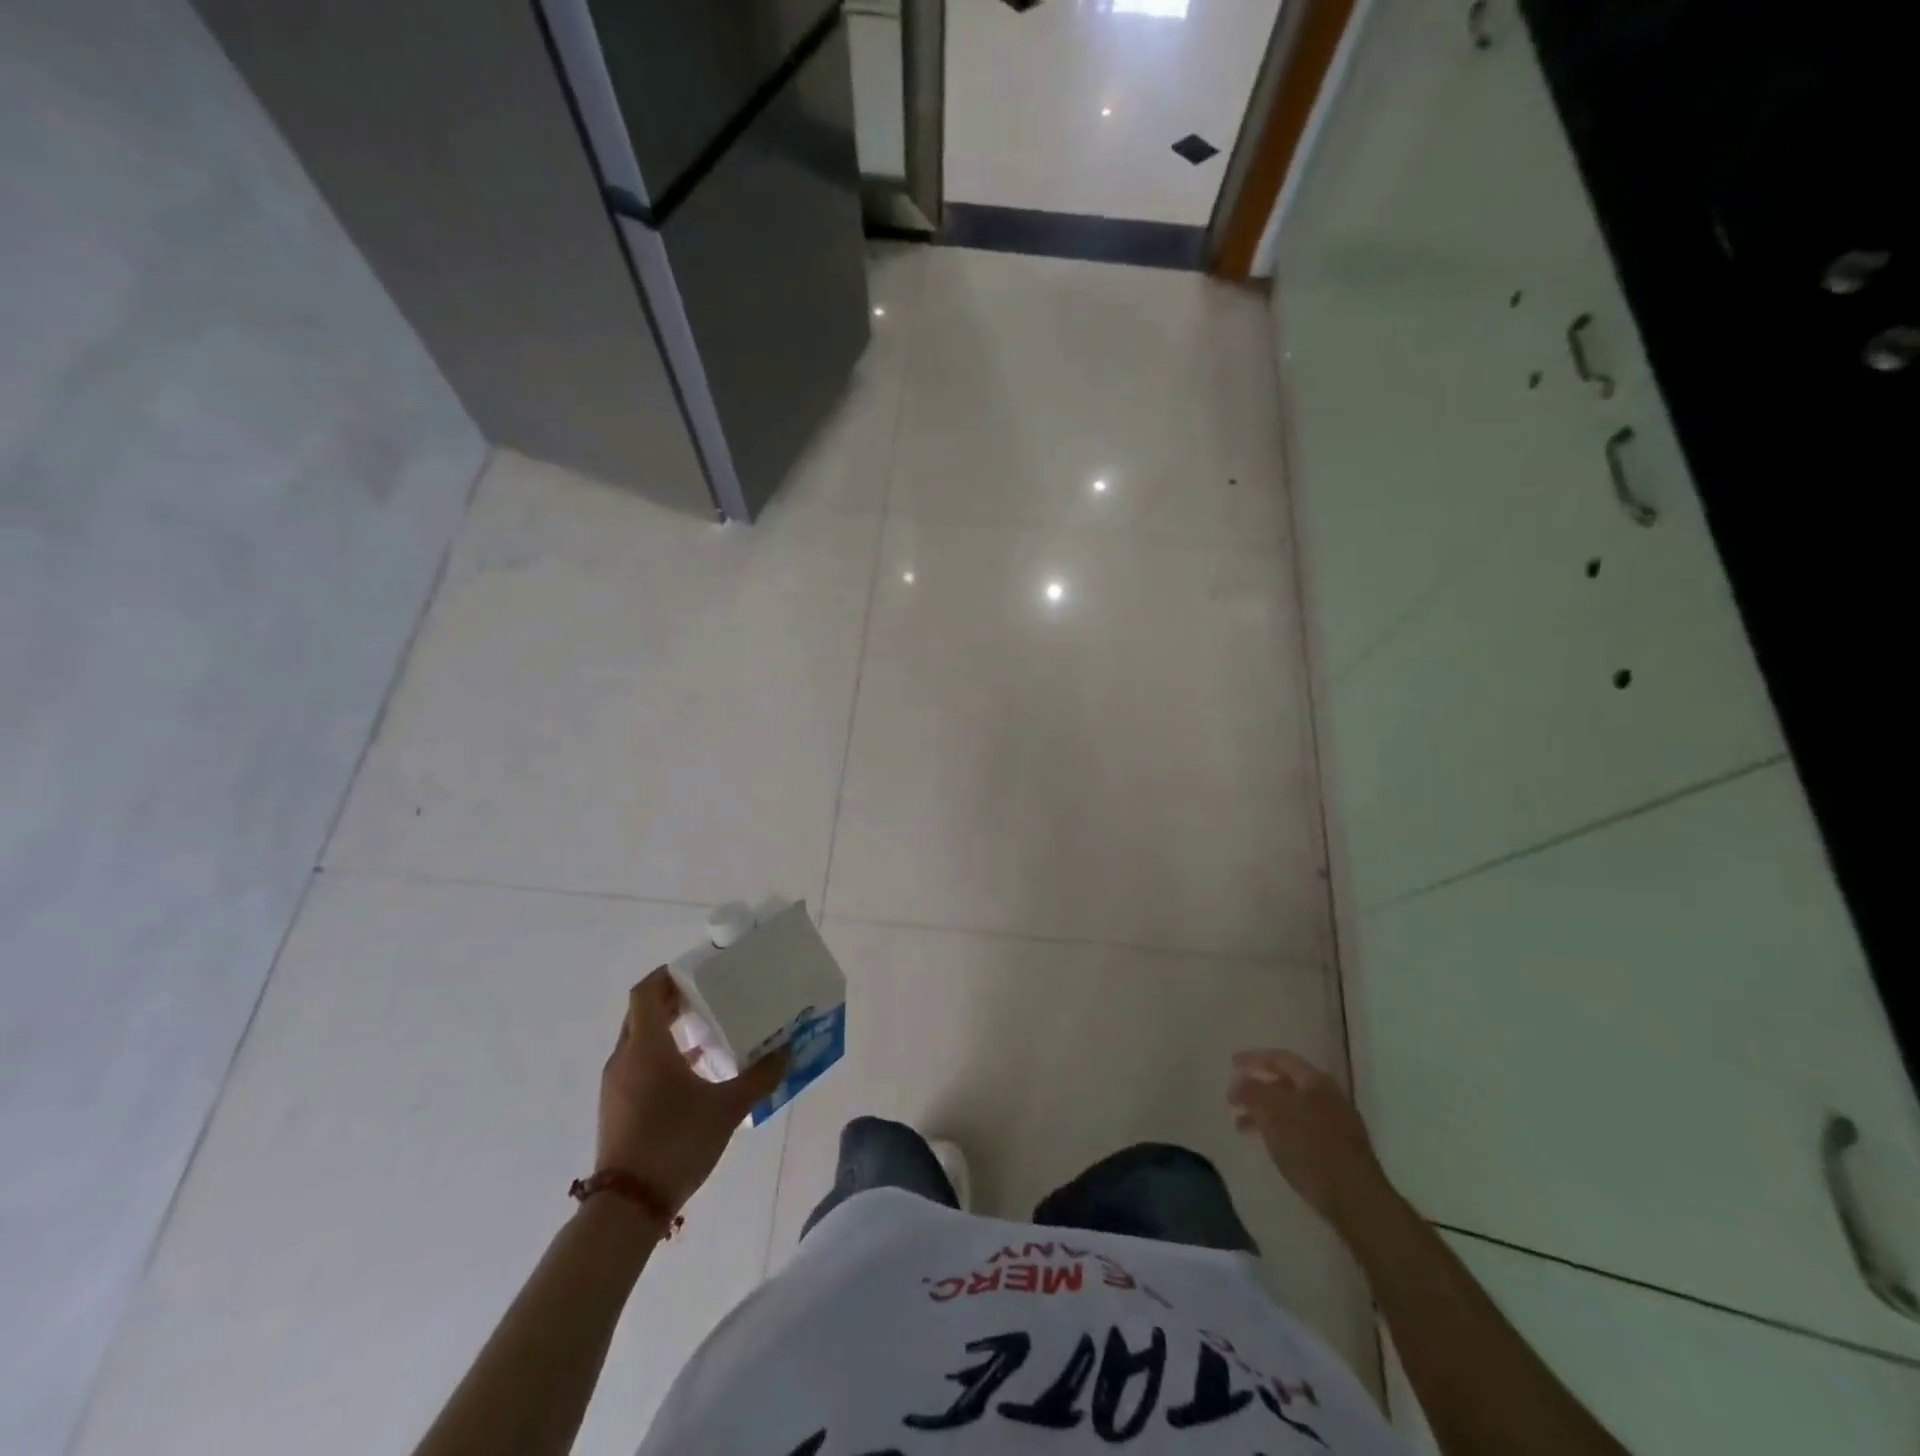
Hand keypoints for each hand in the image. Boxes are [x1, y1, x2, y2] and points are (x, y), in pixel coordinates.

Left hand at [597, 968, 788, 1213]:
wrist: (628, 1206)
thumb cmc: (676, 1142)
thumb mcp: (728, 1108)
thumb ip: (761, 1076)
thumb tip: (788, 1051)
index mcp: (647, 1046)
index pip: (646, 992)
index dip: (667, 974)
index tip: (696, 969)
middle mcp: (625, 1058)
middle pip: (642, 1013)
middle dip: (671, 1000)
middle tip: (707, 994)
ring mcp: (616, 1085)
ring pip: (639, 1040)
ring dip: (667, 1029)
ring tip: (706, 1030)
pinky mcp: (616, 1108)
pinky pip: (637, 1065)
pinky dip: (660, 1055)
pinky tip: (692, 1072)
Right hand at [1228, 1048, 1395, 1233]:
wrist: (1357, 1200)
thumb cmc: (1311, 1148)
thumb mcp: (1273, 1113)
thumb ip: (1252, 1091)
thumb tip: (1240, 1082)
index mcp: (1315, 1081)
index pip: (1280, 1058)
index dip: (1253, 1058)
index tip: (1231, 1063)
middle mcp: (1329, 1096)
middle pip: (1286, 1083)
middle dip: (1257, 1088)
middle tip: (1235, 1098)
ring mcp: (1337, 1124)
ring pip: (1292, 1108)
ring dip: (1266, 1112)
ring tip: (1242, 1126)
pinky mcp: (1339, 1150)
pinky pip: (1302, 1129)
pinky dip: (1281, 1130)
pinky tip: (1271, 1144)